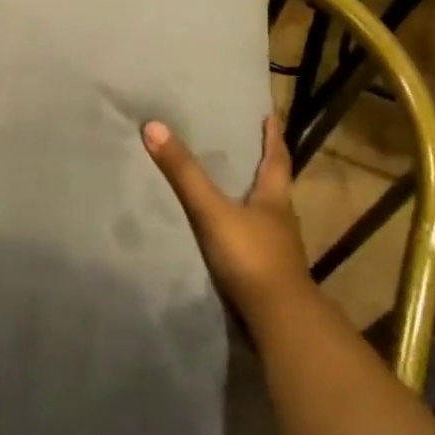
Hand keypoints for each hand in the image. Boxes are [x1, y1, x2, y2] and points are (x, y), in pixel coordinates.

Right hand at [143, 114, 309, 328]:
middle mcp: (281, 219)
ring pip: (265, 214)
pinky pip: (254, 240)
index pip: (277, 158)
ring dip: (252, 199)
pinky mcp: (267, 272)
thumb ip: (184, 173)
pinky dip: (242, 229)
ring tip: (231, 186)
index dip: (272, 136)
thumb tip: (154, 126)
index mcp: (275, 198)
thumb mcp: (212, 210)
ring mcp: (277, 249)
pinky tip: (227, 233)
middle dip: (261, 165)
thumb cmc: (251, 257)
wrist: (278, 320)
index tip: (270, 115)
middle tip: (244, 145)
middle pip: (274, 184)